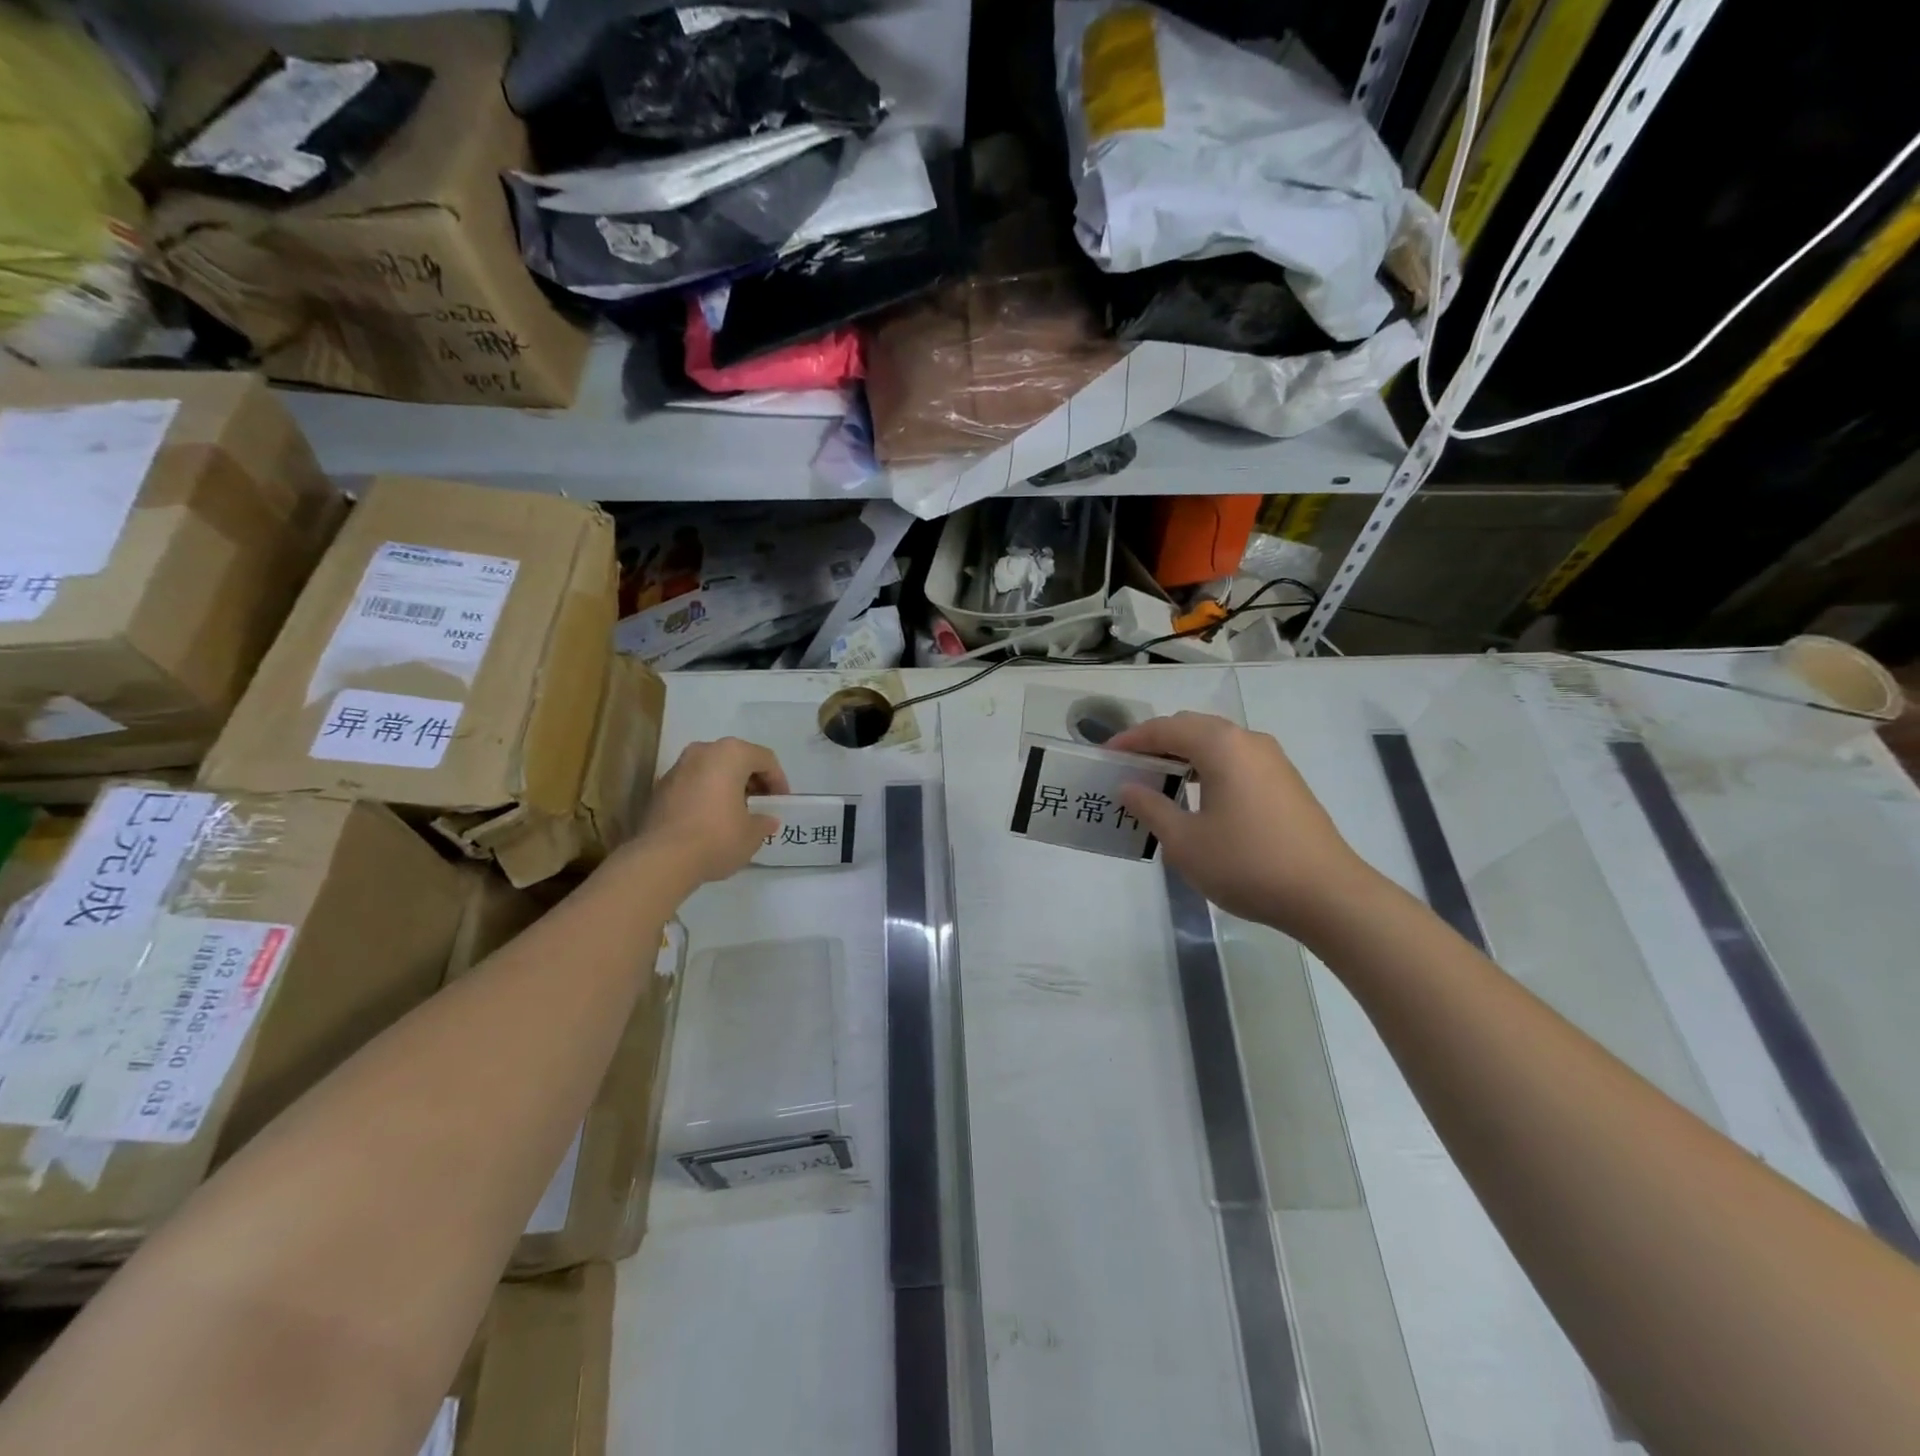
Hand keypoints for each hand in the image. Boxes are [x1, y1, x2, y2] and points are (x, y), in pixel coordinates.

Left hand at [629, 737, 789, 890]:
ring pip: (713, 770)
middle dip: (752, 781)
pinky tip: (711, 821)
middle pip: (737, 759)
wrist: (662, 859)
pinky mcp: (660, 788)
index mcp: (731, 754)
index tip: (780, 803)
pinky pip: (693, 784)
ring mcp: (678, 767)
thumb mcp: (752, 834)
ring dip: (728, 787)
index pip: (765, 759)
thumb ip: (764, 822)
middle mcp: (703, 751)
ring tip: (736, 814)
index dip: (778, 781)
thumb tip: (766, 820)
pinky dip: (707, 795)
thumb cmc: (717, 837)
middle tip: (761, 805)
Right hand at [1111, 712, 1379, 935]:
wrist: (1327, 895)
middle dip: (1157, 744)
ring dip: (1184, 757)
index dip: (1131, 740)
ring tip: (1158, 784)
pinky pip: (1236, 762)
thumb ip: (1151, 808)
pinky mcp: (1286, 783)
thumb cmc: (1246, 863)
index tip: (1105, 755)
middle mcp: (1248, 741)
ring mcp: (1273, 761)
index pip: (1165, 729)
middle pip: (1192, 728)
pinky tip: (1197, 800)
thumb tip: (1129, 787)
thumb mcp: (1185, 841)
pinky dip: (1208, 770)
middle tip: (1129, 768)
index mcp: (1221, 745)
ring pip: (1217, 745)